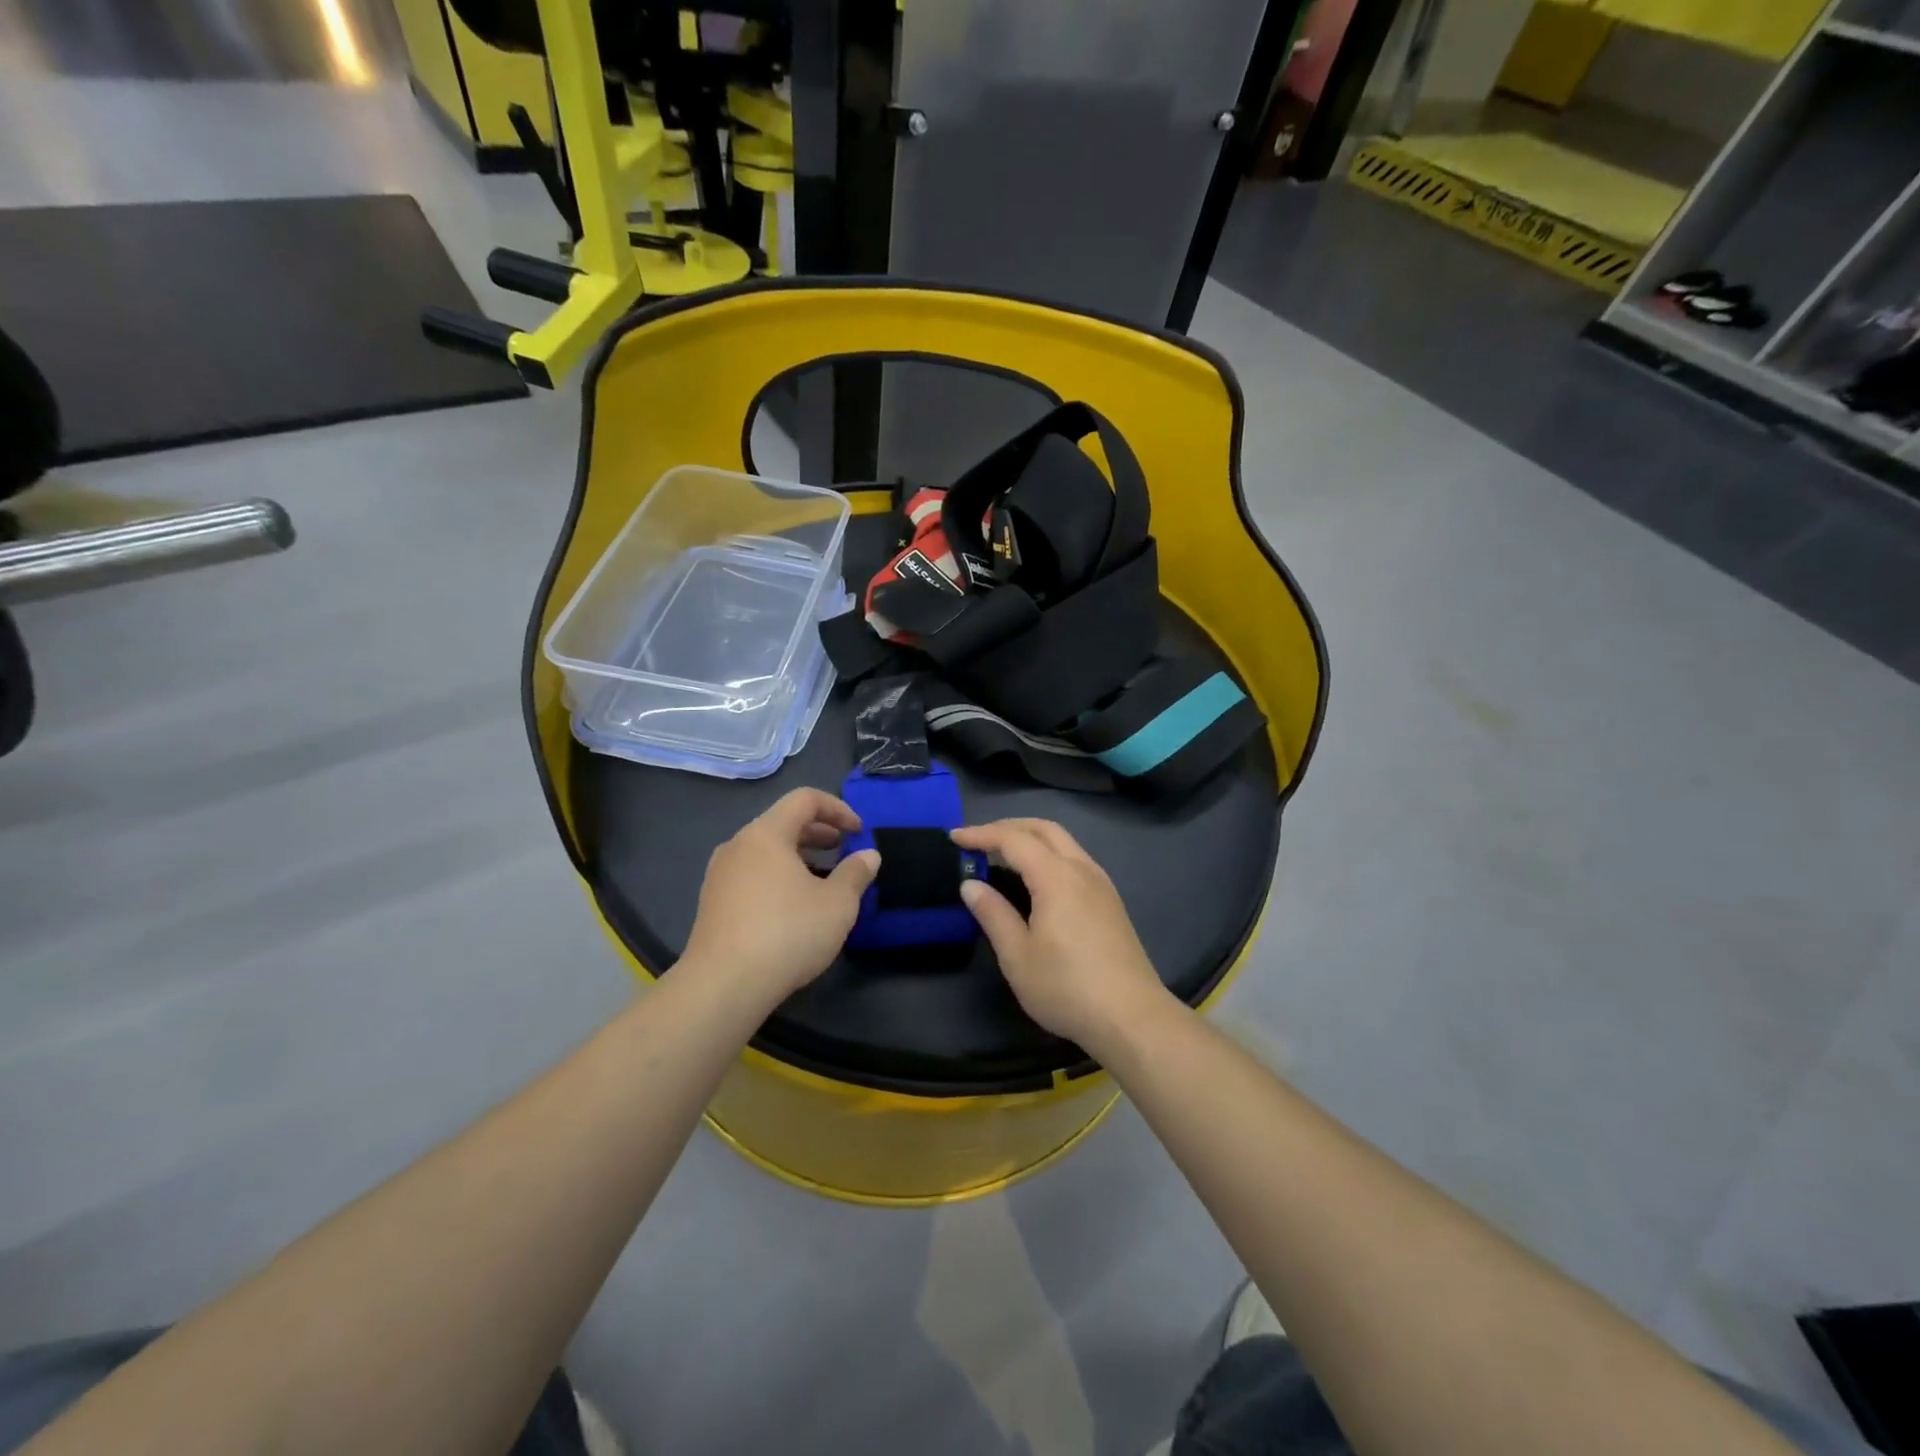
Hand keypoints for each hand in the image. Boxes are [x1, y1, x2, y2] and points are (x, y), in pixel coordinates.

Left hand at [681, 789, 879, 1006]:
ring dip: (799, 856)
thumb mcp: (837, 903)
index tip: (859, 832)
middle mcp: (738, 845)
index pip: (805, 799)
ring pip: (766, 850)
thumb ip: (856, 873)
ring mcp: (720, 875)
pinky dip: (778, 876)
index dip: (838, 808)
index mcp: (766, 833)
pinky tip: (793, 906)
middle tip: (844, 850)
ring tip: (823, 880)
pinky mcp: (712, 903)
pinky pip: (752, 874)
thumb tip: (868, 855)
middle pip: (783, 822)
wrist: (723, 986)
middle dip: (819, 832)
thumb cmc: (787, 933)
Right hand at [952, 818, 1173, 1051]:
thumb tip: (971, 885)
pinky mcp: (1110, 902)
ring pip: (1064, 843)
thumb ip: (993, 914)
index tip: (954, 838)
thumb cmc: (1067, 987)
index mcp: (1056, 876)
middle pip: (1044, 829)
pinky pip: (1075, 860)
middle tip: (979, 839)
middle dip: (1009, 827)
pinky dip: (1049, 855)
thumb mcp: (1017, 955)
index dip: (981, 834)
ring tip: (1003, 856)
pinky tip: (1037, 880)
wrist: (1131, 1017)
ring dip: (1032, 839)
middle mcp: (1082, 869)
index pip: (1014, 839)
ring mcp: (1101, 884)